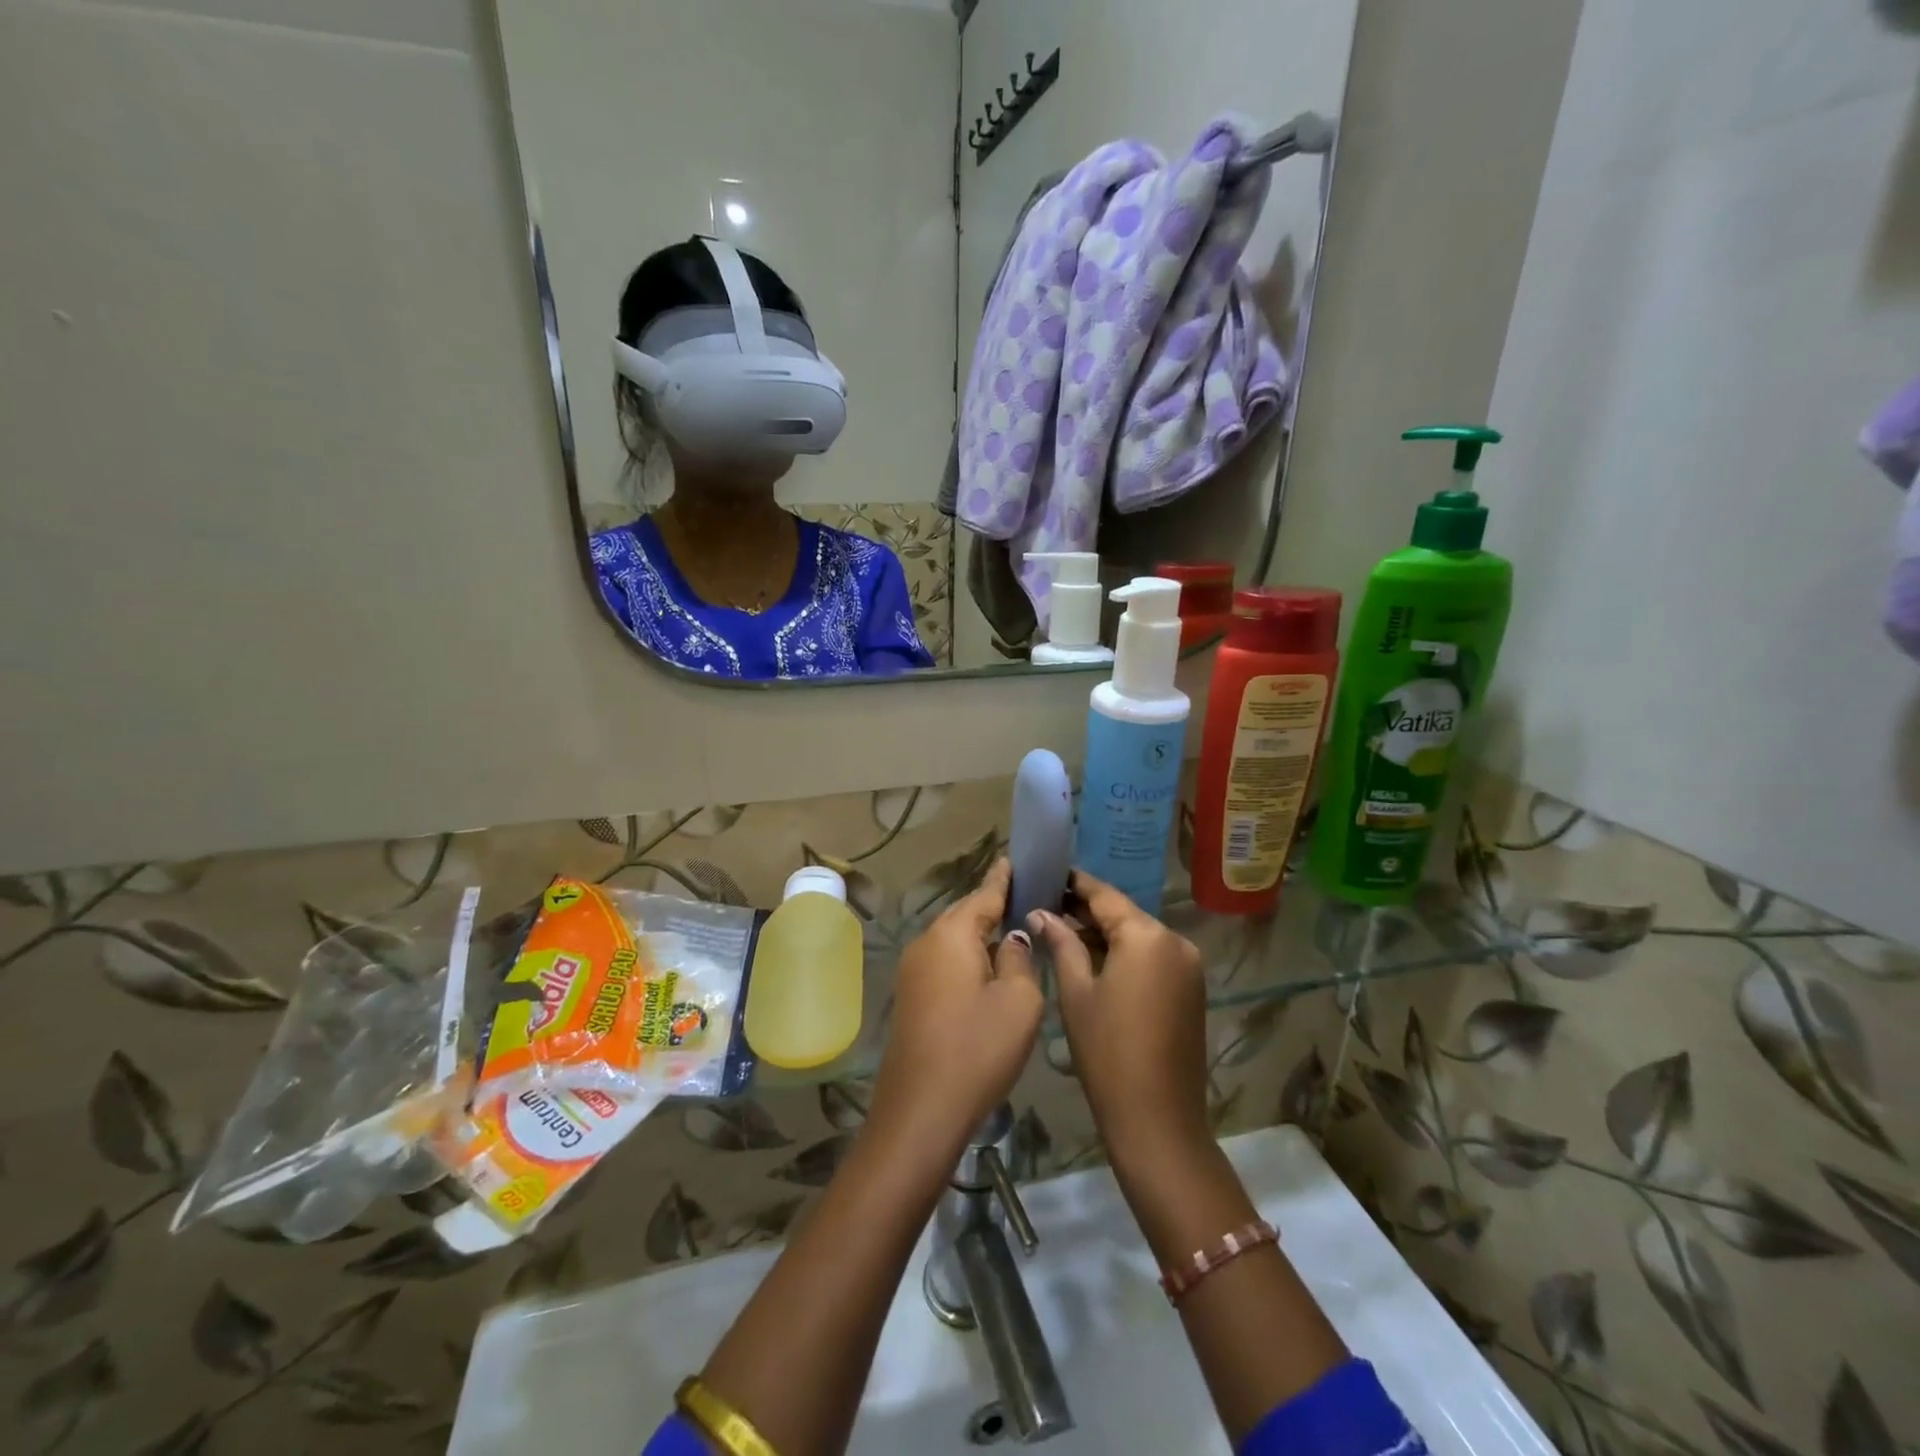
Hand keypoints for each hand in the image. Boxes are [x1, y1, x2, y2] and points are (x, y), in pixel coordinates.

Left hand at [869, 859, 1043, 1159]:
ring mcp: (913, 970)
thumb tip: (1012, 939)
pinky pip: (945, 960)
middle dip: (992, 904)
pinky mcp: (911, 996)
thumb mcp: (1019, 1001)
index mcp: (952, 934)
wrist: (921, 1110)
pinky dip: (968, 955)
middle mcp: (926, 942)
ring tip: (1013, 928)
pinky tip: (987, 966)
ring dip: (980, 932)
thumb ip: (1021, 959)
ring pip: (953, 938)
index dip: (1003, 878)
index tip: (1014, 859)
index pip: (984, 893)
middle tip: (1025, 895)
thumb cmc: (977, 1049)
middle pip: (965, 913)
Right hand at [1028, 870, 1207, 1162]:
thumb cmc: (1107, 1052)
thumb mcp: (1076, 993)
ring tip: (1063, 931)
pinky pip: (1153, 957)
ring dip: (1105, 934)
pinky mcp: (1192, 989)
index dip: (1075, 884)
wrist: (1159, 1120)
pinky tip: (1094, 959)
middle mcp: (1175, 941)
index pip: (1105, 896)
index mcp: (1147, 936)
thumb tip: (1040, 913)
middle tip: (1047, 904)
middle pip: (1124, 914)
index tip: (1049, 873)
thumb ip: (1061, 944)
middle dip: (1087, 911)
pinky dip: (1125, 954)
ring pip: (1139, 936)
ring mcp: (1189, 966)